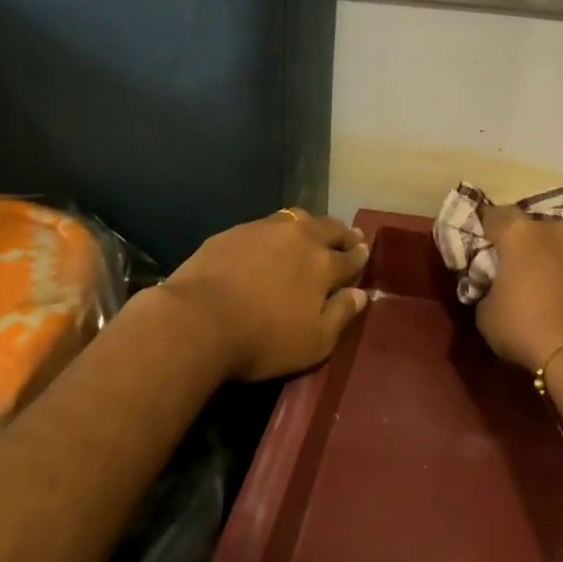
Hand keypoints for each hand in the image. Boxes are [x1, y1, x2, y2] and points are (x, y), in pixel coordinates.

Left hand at [159, 210, 370, 381]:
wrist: (198, 320)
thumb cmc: (263, 339)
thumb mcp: (313, 342)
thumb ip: (341, 315)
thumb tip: (360, 294)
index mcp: (323, 264)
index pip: (350, 257)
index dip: (359, 257)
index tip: (364, 253)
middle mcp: (300, 237)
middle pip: (329, 228)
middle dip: (343, 234)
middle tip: (349, 237)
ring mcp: (265, 229)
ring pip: (298, 218)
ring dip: (311, 225)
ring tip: (312, 232)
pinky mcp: (235, 231)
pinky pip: (266, 225)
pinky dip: (278, 231)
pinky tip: (271, 241)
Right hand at [475, 205, 562, 373]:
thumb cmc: (525, 330)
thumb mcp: (487, 315)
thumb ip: (490, 289)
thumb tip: (497, 286)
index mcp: (519, 236)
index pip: (498, 215)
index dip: (491, 225)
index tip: (489, 238)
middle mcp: (557, 229)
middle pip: (544, 218)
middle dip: (537, 235)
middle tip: (533, 258)